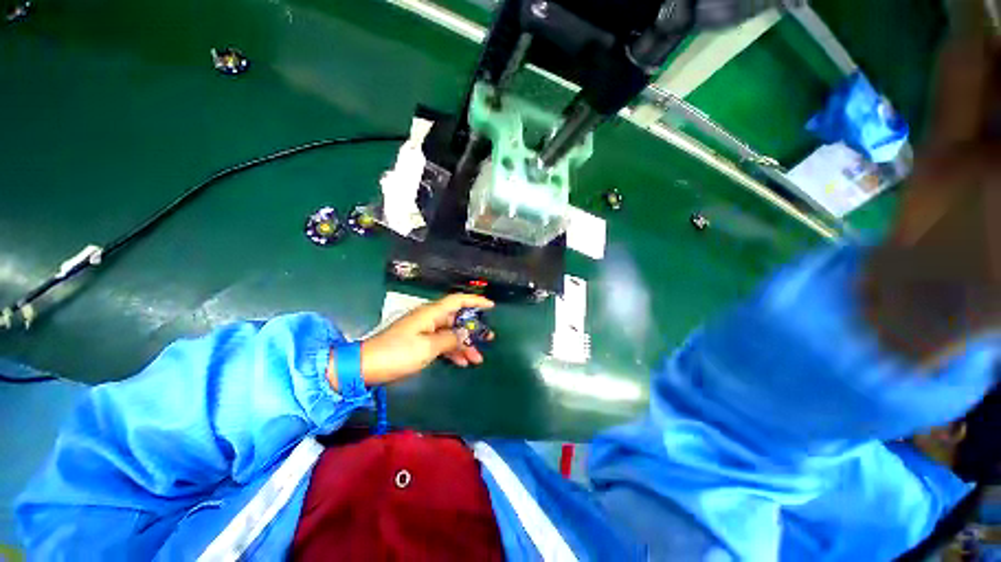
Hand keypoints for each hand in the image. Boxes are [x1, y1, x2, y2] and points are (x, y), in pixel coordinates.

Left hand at [359, 294, 494, 385]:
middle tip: (489, 338)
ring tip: (478, 358)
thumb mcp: (428, 347)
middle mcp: (430, 318)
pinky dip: (452, 351)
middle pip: (457, 319)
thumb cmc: (398, 353)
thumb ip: (450, 339)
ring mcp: (425, 331)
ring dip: (464, 344)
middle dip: (473, 329)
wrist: (367, 366)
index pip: (458, 300)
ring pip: (451, 333)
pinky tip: (462, 363)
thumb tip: (465, 334)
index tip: (491, 306)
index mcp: (431, 313)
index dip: (475, 301)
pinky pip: (441, 343)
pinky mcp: (420, 342)